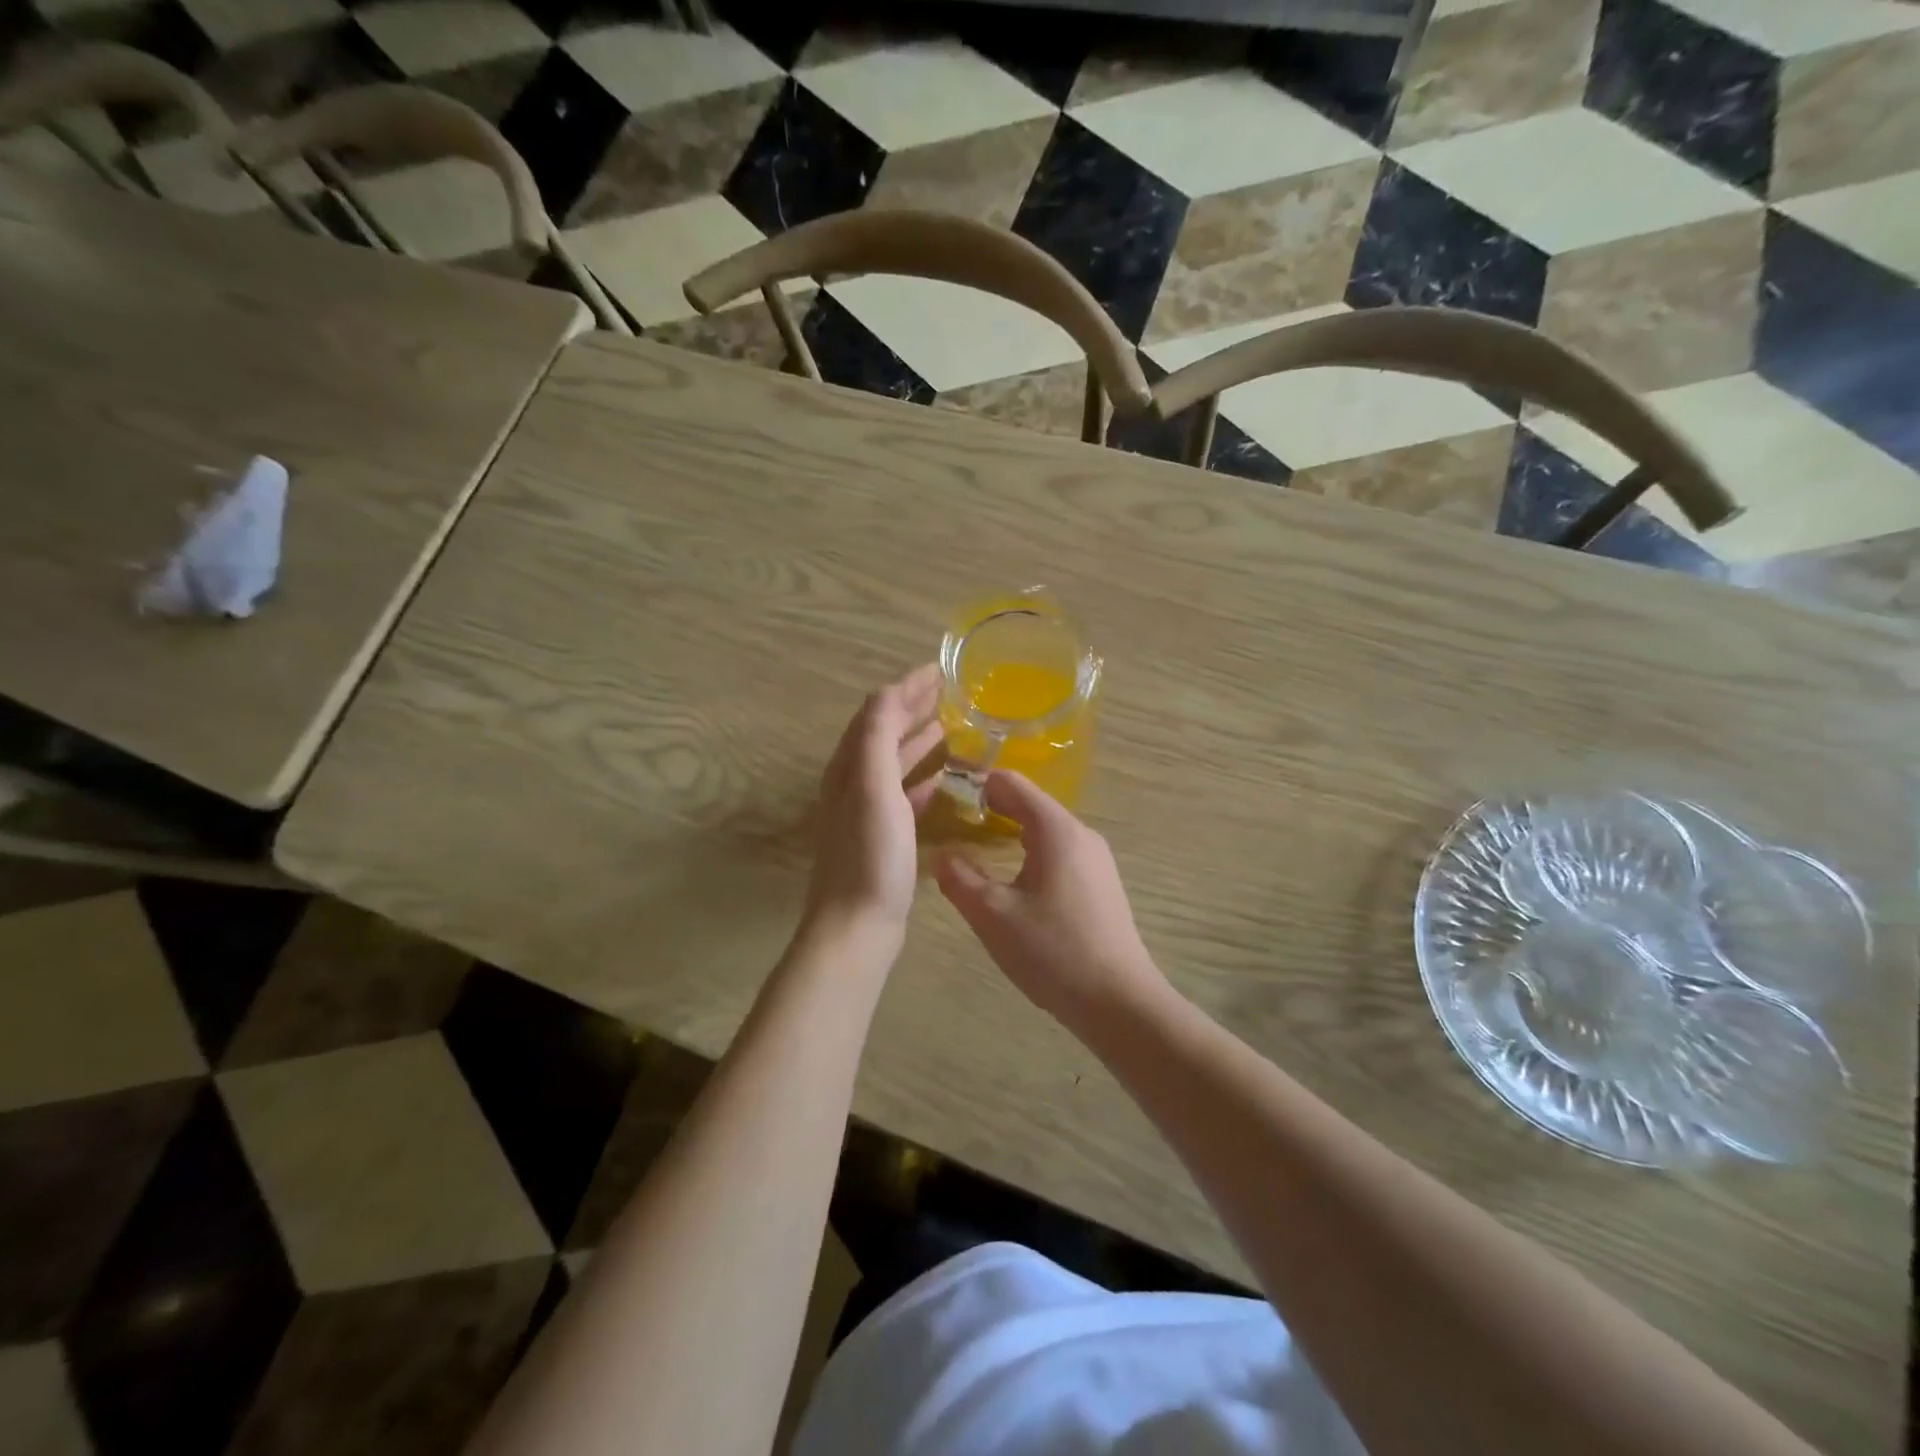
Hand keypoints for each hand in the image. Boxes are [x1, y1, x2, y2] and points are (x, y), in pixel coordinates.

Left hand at [805, 664, 943, 948]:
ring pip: (892, 763)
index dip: (904, 688)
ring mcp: (866, 812)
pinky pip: (902, 795)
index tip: (937, 670)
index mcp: (848, 768)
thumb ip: (878, 737)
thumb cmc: (870, 855)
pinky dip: (919, 779)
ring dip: (915, 740)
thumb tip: (889, 691)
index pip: (875, 713)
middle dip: (910, 708)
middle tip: (944, 691)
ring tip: (944, 725)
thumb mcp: (873, 788)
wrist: (857, 925)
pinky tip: (940, 780)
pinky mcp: (882, 837)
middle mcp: (852, 784)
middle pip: (881, 733)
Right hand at [935, 772, 1170, 1029]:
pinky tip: (1013, 882)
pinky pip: (1059, 853)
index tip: (945, 794)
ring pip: (1045, 831)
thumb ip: (960, 879)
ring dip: (1010, 832)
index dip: (976, 783)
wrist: (1119, 1002)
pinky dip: (1030, 853)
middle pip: (1030, 804)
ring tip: (976, 850)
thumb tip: (941, 855)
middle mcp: (1081, 834)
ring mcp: (1096, 860)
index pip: (1012, 783)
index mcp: (1056, 830)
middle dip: (991, 808)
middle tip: (952, 823)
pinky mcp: (1101, 884)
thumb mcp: (993, 916)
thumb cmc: (1053, 951)